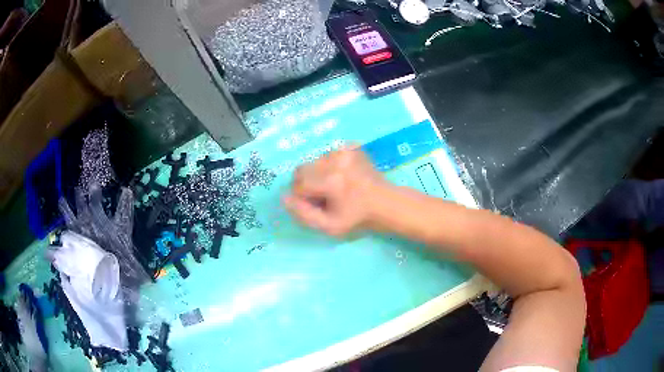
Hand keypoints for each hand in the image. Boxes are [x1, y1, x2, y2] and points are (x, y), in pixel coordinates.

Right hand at [283, 148, 387, 236]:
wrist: (386, 203)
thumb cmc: (357, 218)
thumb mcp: (329, 226)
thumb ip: (303, 214)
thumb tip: (284, 197)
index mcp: (331, 181)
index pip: (298, 185)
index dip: (304, 197)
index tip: (318, 204)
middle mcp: (336, 160)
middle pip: (302, 169)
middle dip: (307, 183)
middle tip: (324, 195)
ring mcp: (345, 151)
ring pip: (314, 161)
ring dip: (318, 174)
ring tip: (336, 185)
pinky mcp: (351, 146)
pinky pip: (327, 155)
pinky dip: (329, 165)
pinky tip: (343, 176)